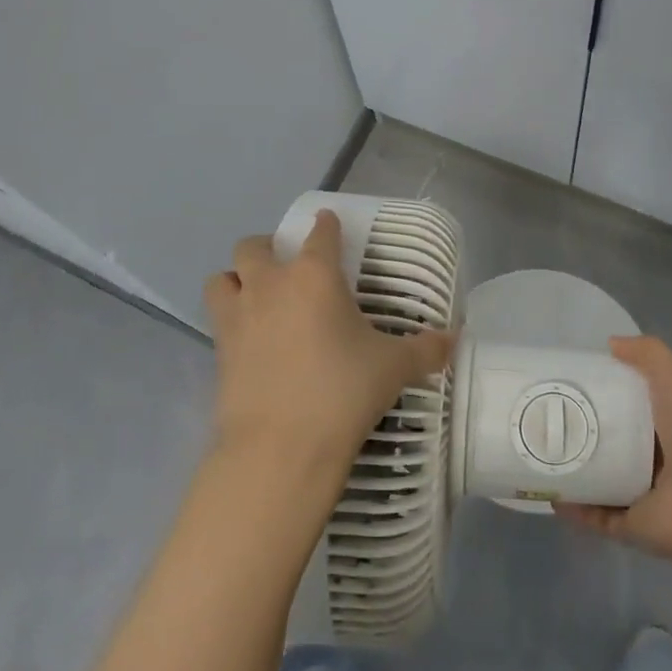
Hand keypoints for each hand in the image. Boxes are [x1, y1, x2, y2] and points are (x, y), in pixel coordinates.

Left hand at [203, 211, 452, 477]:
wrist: (280, 447)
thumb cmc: (343, 392)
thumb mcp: (393, 368)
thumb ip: (425, 350)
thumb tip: (454, 341)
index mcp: (314, 275)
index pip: (320, 233)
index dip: (326, 224)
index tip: (329, 223)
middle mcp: (271, 285)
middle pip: (255, 246)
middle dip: (269, 248)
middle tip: (288, 268)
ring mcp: (238, 316)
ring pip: (222, 278)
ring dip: (237, 280)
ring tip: (256, 297)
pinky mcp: (218, 351)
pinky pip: (217, 320)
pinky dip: (230, 320)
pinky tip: (251, 340)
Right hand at [558, 335, 671, 565]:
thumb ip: (650, 356)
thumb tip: (610, 343)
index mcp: (663, 423)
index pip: (625, 403)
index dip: (599, 390)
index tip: (565, 378)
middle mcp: (651, 457)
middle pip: (606, 438)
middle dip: (576, 428)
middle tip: (541, 413)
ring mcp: (639, 493)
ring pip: (596, 476)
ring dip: (570, 467)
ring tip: (536, 450)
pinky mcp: (628, 525)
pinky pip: (594, 514)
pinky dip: (572, 506)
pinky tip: (548, 491)